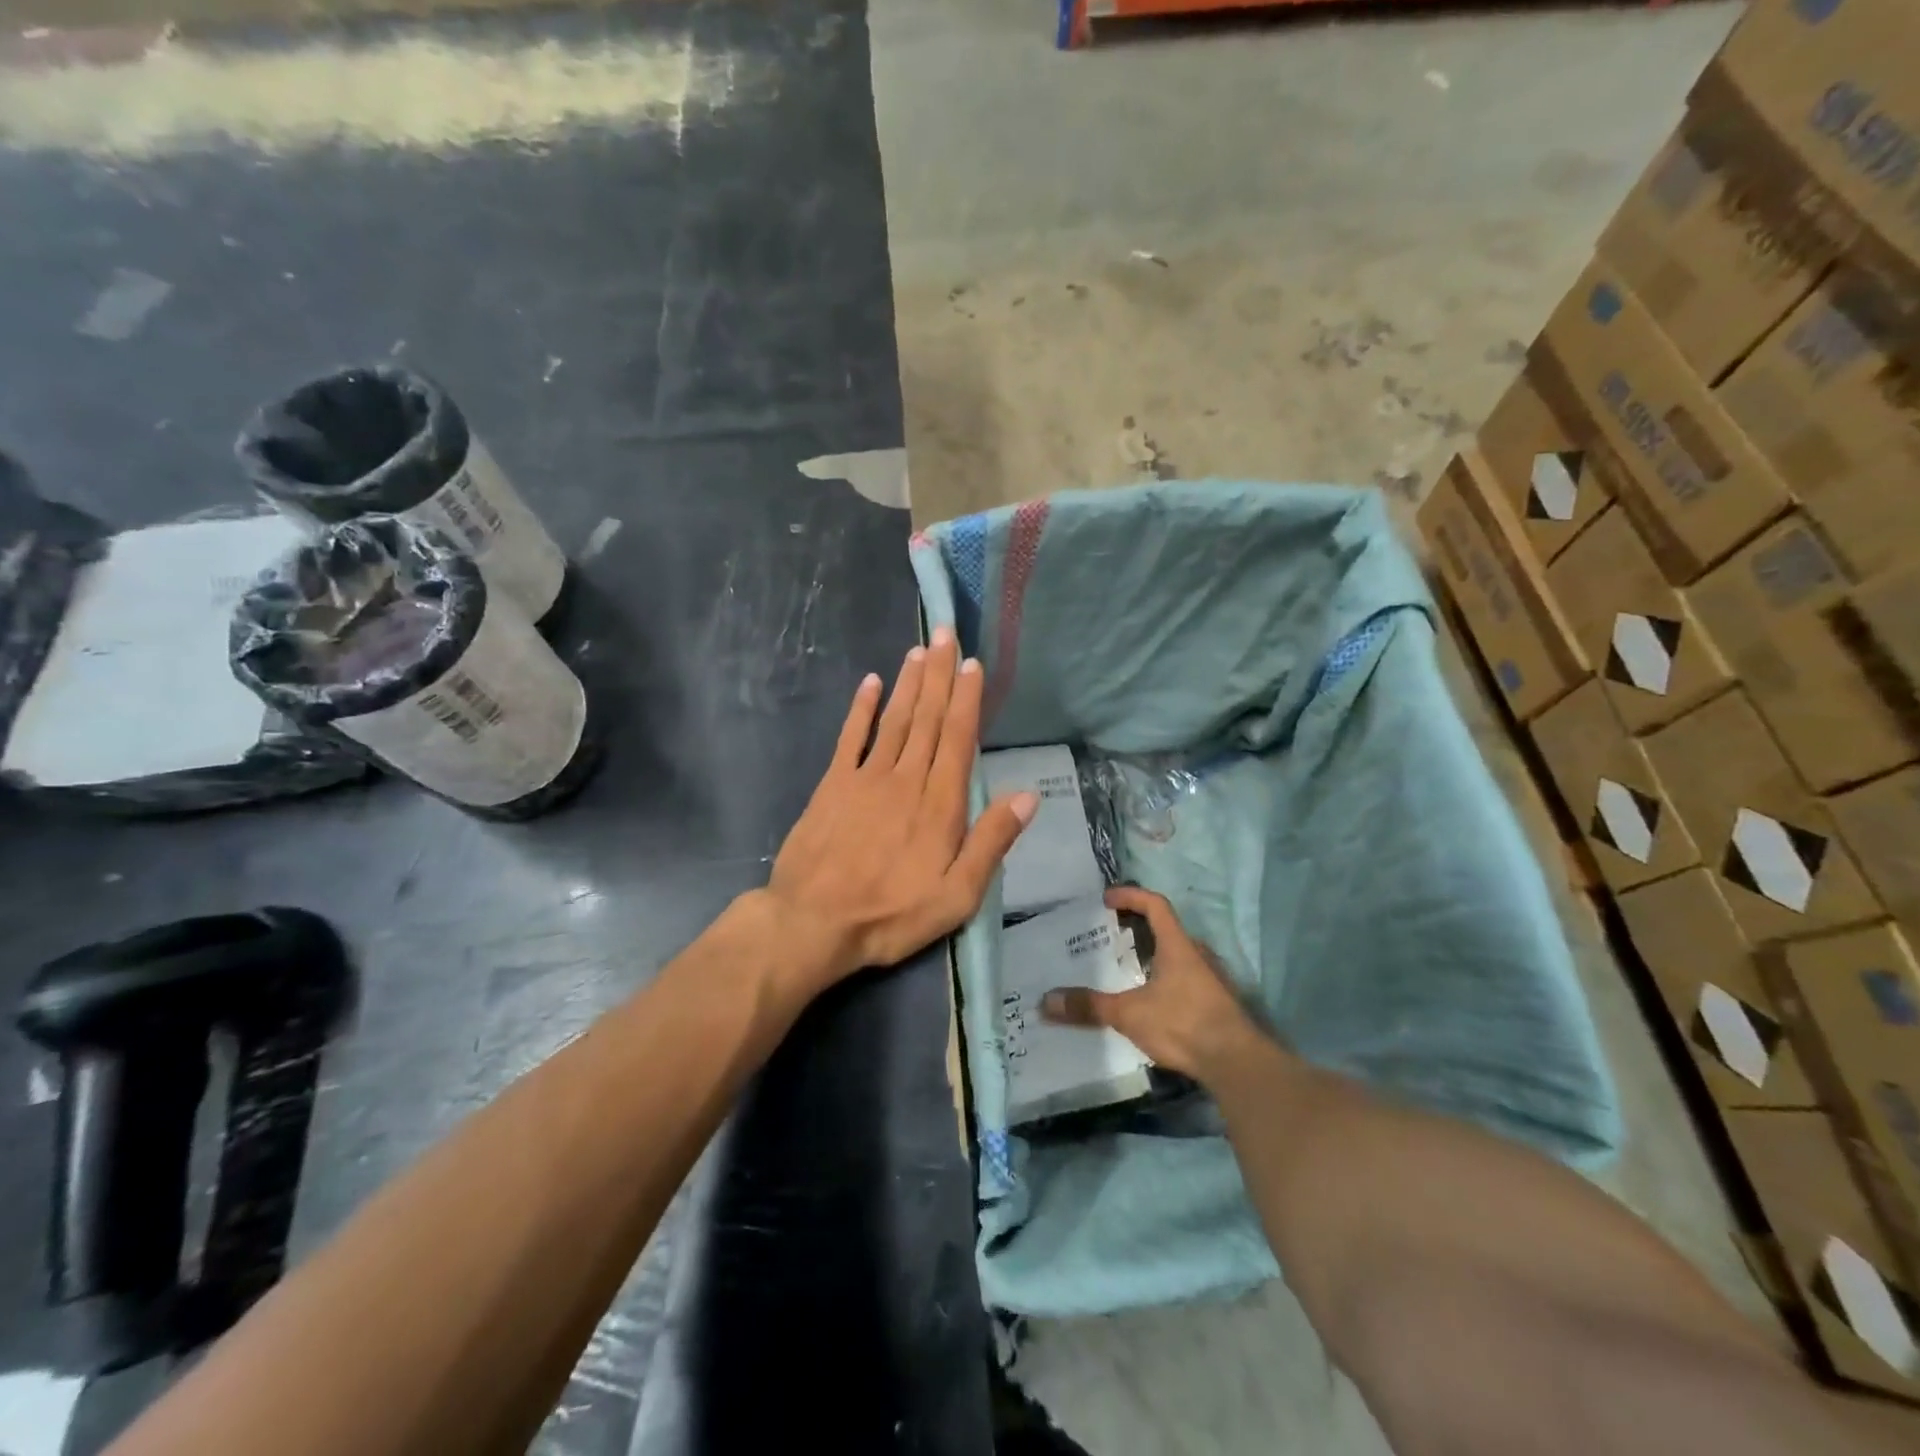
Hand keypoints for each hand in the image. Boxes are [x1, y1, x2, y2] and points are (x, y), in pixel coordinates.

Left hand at [763, 626, 1036, 991]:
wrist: (813, 923)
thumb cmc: (891, 914)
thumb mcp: (957, 895)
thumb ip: (991, 843)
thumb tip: (1027, 796)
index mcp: (940, 804)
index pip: (957, 738)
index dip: (966, 699)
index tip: (973, 665)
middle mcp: (905, 779)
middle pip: (927, 717)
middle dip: (940, 674)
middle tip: (947, 634)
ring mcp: (866, 777)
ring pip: (894, 719)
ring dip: (909, 683)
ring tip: (921, 650)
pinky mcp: (833, 785)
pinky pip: (850, 737)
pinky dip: (861, 708)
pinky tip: (871, 682)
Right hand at [1041, 886, 1269, 1080]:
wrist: (1237, 1063)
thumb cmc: (1183, 1023)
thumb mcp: (1129, 1014)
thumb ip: (1089, 1006)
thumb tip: (1046, 1002)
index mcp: (1178, 945)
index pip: (1155, 904)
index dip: (1131, 896)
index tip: (1107, 899)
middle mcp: (1198, 954)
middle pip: (1166, 929)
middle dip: (1138, 928)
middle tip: (1110, 936)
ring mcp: (1212, 979)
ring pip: (1178, 956)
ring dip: (1154, 956)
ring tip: (1127, 970)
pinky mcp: (1218, 1003)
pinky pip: (1187, 979)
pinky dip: (1166, 980)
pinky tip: (1152, 1001)